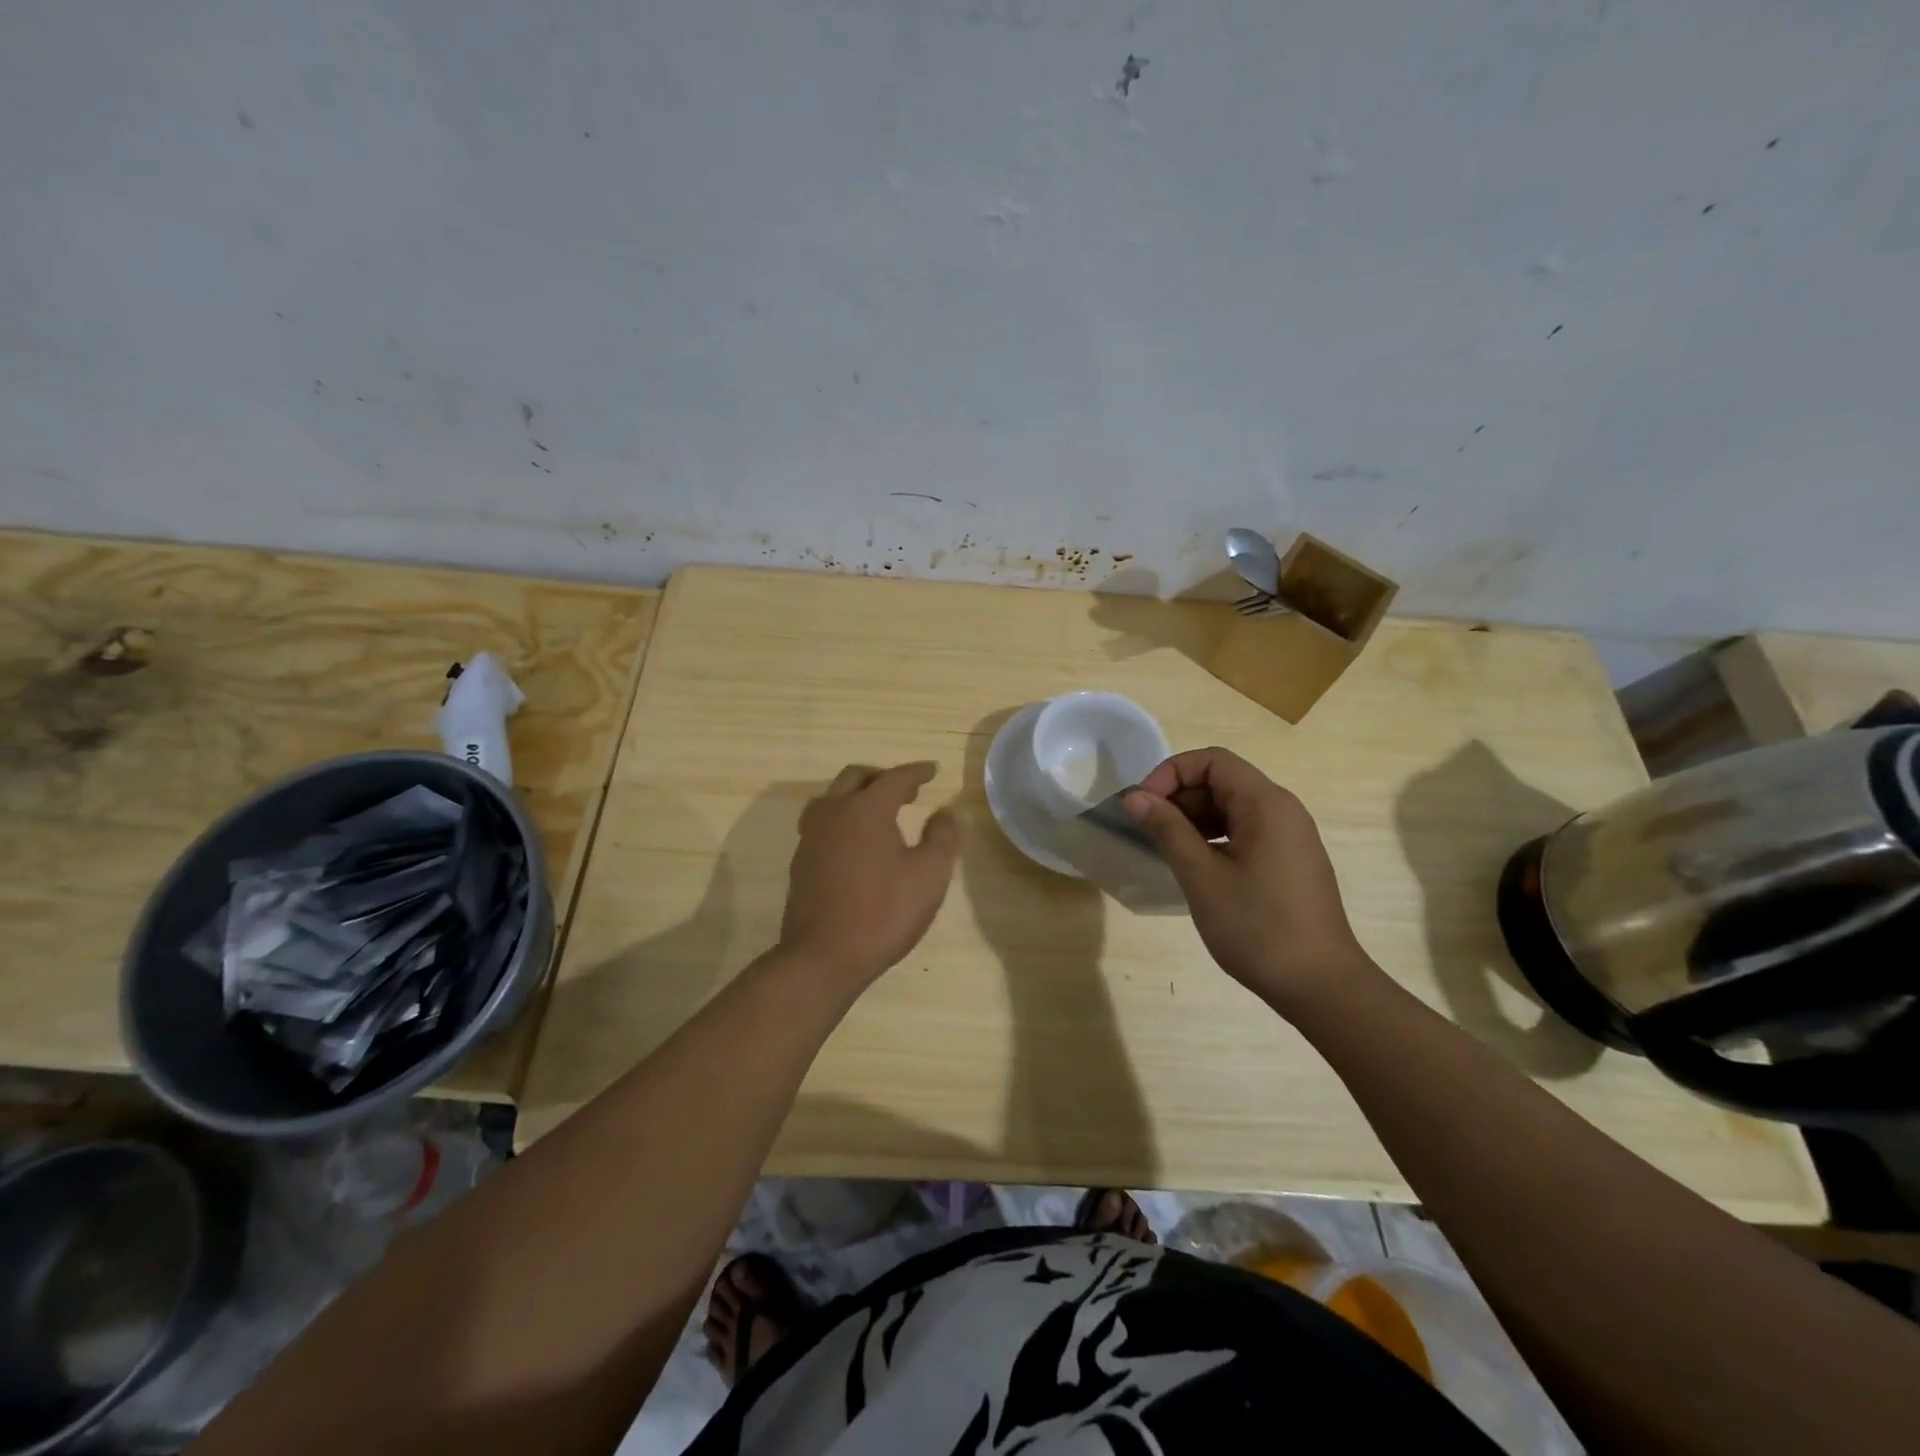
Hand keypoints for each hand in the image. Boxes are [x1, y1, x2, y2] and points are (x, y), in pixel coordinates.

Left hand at [779, 762, 959, 989]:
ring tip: (879, 811)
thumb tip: (945, 813)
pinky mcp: (801, 861)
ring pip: (832, 797)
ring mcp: (811, 837)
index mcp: (865, 809)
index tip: (933, 770)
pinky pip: (822, 822)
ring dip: (857, 795)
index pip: (895, 778)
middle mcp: (833, 813)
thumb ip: (942, 837)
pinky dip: (843, 818)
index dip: (917, 772)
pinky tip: (856, 841)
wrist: (823, 957)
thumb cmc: (883, 913)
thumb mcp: (929, 875)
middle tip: (908, 790)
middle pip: (856, 778)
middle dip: (883, 777)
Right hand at [1123, 748, 1378, 1011]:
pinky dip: (1213, 837)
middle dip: (1179, 796)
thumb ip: (1167, 829)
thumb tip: (1134, 797)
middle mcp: (1282, 810)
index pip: (1212, 761)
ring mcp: (1289, 836)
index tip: (1143, 805)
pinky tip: (1193, 865)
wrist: (1320, 985)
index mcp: (1266, 803)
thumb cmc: (1257, 927)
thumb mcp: (1202, 876)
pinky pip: (1244, 831)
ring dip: (1193, 818)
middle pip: (1222, 781)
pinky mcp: (1288, 860)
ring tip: (1164, 848)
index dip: (1171, 773)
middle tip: (1146, 829)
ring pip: (1231, 807)